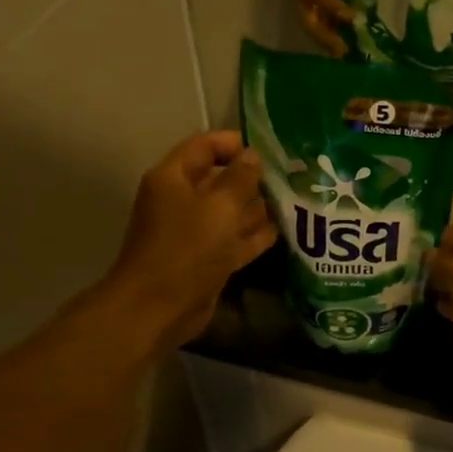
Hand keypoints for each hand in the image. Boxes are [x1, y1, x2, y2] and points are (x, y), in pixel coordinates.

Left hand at [100, 131, 276, 350]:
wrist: (158, 308)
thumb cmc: (187, 248)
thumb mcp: (219, 206)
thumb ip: (240, 178)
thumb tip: (253, 158)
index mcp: (173, 178)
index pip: (204, 146)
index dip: (234, 143)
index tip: (269, 150)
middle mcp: (182, 201)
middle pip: (220, 179)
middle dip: (252, 177)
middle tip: (291, 176)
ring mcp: (194, 232)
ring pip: (230, 212)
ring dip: (257, 208)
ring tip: (294, 201)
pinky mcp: (207, 260)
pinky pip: (234, 240)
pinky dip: (254, 236)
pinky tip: (282, 231)